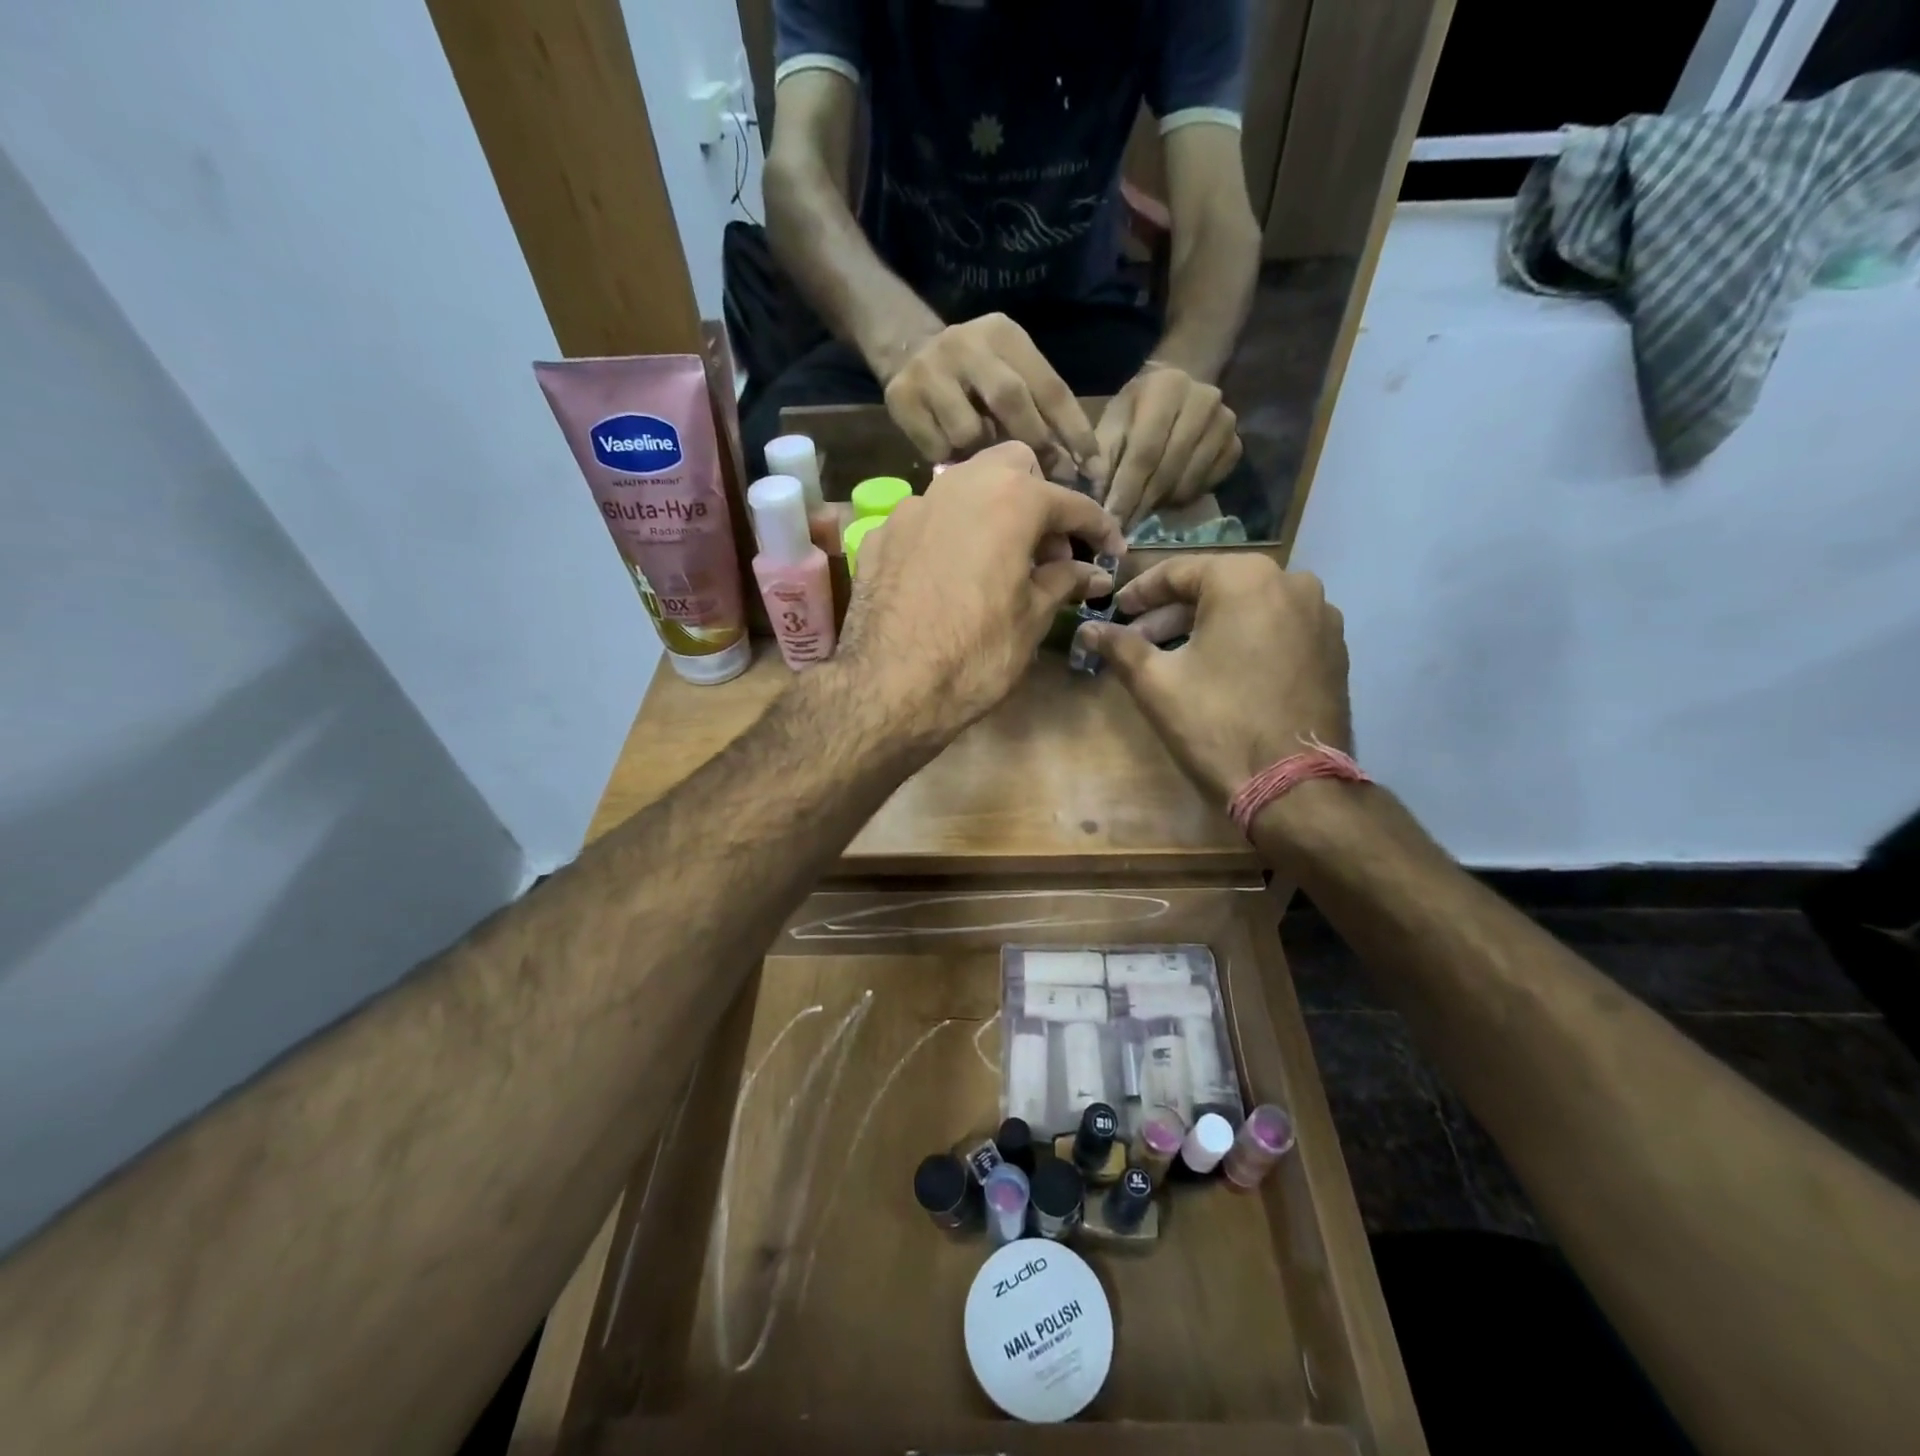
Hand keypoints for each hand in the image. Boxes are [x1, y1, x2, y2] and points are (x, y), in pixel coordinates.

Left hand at [838, 441, 1127, 747]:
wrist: (888, 689)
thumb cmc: (976, 655)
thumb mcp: (1032, 619)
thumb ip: (1064, 581)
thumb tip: (1093, 572)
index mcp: (1009, 500)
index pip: (1069, 502)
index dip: (1098, 528)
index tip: (1113, 551)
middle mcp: (958, 485)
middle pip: (1012, 467)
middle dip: (1039, 498)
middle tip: (1048, 549)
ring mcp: (911, 507)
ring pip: (963, 486)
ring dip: (991, 512)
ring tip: (1000, 562)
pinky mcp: (879, 536)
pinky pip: (926, 520)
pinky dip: (948, 536)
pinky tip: (950, 576)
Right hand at [882, 314, 1099, 468]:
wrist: (908, 350)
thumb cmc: (976, 374)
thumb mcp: (1010, 372)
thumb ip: (1037, 407)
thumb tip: (1073, 466)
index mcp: (1004, 335)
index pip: (1049, 386)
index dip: (1073, 430)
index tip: (1091, 468)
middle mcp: (966, 344)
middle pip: (1010, 401)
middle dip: (1034, 445)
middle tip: (1048, 480)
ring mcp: (929, 370)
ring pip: (969, 431)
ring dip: (984, 456)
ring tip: (986, 464)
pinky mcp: (901, 398)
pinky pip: (937, 447)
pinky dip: (951, 461)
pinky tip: (953, 458)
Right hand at [1073, 555, 1349, 802]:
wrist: (1294, 787)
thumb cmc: (1217, 724)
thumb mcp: (1156, 683)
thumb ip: (1119, 646)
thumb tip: (1087, 629)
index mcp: (1245, 578)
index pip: (1178, 572)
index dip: (1139, 593)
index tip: (1115, 613)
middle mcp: (1291, 582)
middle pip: (1215, 588)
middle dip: (1171, 614)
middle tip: (1138, 641)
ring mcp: (1319, 615)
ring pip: (1247, 608)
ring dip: (1206, 627)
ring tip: (1174, 659)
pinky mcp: (1332, 648)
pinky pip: (1275, 629)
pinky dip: (1242, 640)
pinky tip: (1219, 671)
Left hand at [1093, 363, 1241, 529]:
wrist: (1176, 390)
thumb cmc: (1135, 411)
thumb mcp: (1112, 423)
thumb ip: (1102, 458)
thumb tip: (1098, 500)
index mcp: (1167, 388)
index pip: (1145, 451)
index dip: (1126, 490)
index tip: (1110, 519)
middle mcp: (1204, 400)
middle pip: (1168, 469)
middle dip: (1140, 504)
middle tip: (1121, 529)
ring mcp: (1225, 423)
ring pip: (1188, 482)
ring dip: (1160, 504)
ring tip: (1139, 511)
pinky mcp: (1236, 445)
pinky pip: (1206, 486)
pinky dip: (1182, 499)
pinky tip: (1164, 498)